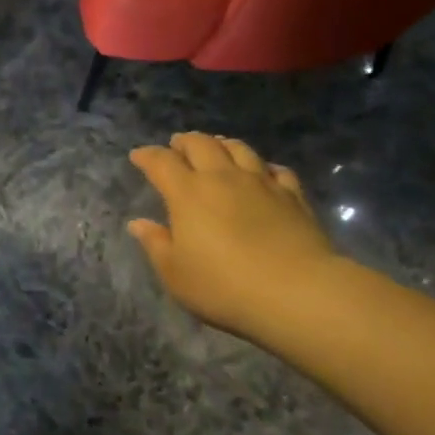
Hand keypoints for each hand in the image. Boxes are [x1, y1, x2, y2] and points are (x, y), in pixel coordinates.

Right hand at [128, 133, 348, 338]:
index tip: (138, 156)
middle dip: (184, 141)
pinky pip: (276, 169)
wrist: (297, 293)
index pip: (161, 162)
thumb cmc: (225, 287)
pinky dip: (263, 166)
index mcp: (187, 193)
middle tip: (177, 146)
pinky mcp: (292, 195)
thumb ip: (156, 244)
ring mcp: (260, 182)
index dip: (147, 156)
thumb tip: (138, 223)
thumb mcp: (176, 275)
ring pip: (238, 148)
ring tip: (216, 147)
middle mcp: (222, 177)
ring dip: (222, 144)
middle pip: (200, 144)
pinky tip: (263, 173)